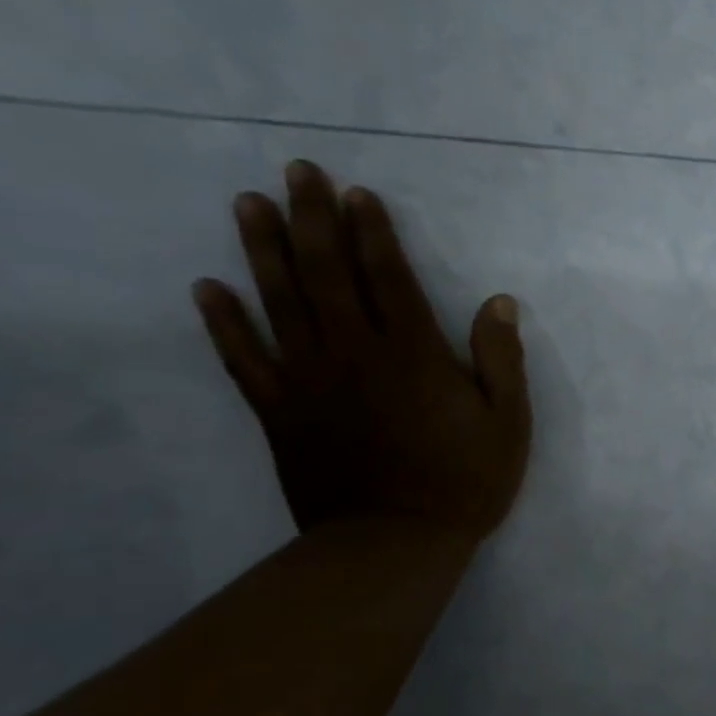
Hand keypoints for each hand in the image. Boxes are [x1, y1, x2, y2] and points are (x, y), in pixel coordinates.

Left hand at [191, 160, 530, 543]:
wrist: (393, 543)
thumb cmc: (463, 483)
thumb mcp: (508, 424)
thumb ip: (502, 361)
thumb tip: (498, 303)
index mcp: (414, 355)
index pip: (388, 277)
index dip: (372, 232)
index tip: (357, 193)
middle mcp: (355, 353)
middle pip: (327, 274)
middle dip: (312, 219)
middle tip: (298, 172)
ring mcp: (309, 380)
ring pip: (280, 302)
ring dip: (262, 249)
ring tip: (248, 204)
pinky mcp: (279, 412)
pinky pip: (243, 359)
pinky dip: (224, 322)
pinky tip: (207, 287)